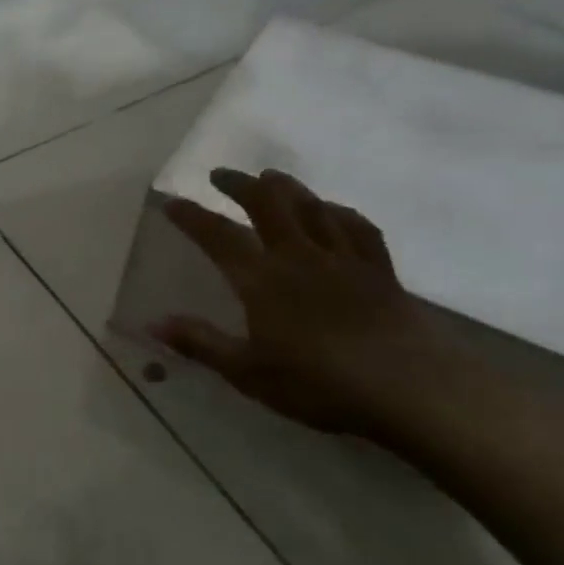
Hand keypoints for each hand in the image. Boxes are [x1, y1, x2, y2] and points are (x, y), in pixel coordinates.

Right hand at [151, 168, 459, 438]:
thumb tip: (152, 322)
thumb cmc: (319, 384)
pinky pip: (358, 228)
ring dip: (287, 187)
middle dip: (241, 185)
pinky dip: (339, 212)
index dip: (192, 217)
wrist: (411, 389)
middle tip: (221, 174)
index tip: (171, 202)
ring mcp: (344, 260)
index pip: (219, 237)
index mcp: (263, 280)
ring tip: (270, 177)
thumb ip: (200, 343)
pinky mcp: (380, 271)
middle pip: (269, 206)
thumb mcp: (247, 372)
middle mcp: (300, 257)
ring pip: (312, 208)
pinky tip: (332, 210)